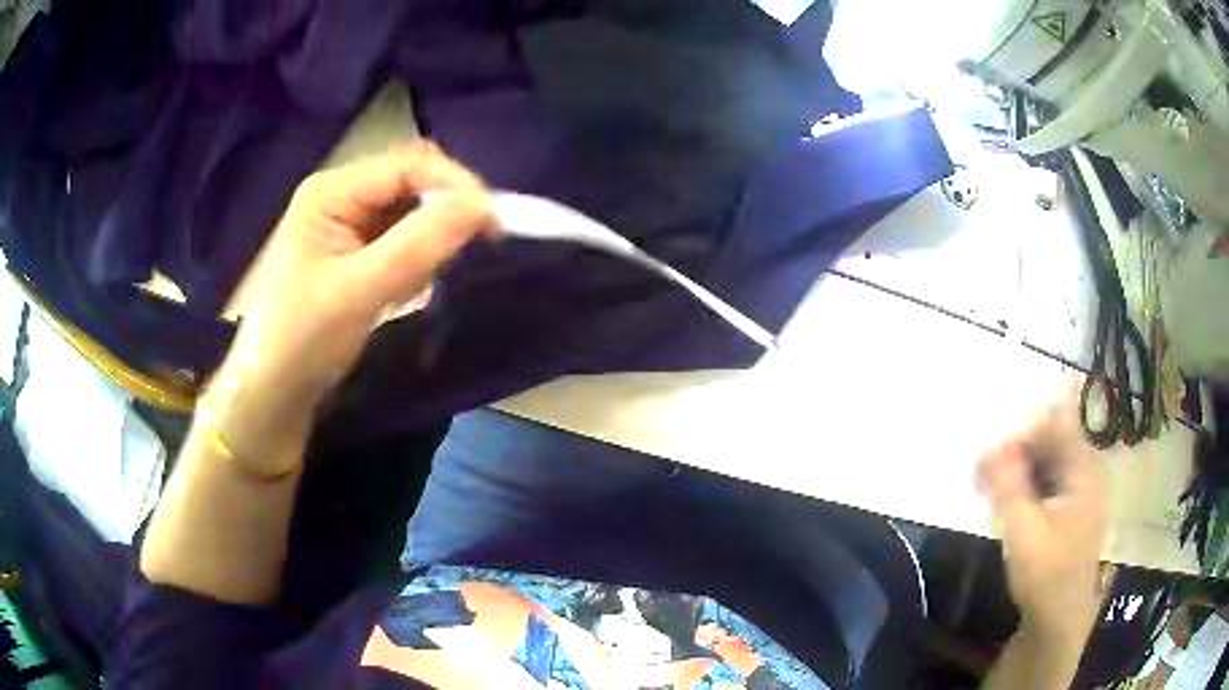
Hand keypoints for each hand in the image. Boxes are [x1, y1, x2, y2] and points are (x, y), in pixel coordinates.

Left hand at [204, 142, 493, 463]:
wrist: (271, 393)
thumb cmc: (302, 340)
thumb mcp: (359, 291)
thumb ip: (419, 244)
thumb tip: (484, 206)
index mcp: (332, 191)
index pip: (409, 166)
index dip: (455, 185)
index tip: (494, 223)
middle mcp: (341, 196)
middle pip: (412, 182)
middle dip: (445, 212)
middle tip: (477, 247)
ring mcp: (348, 224)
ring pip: (411, 212)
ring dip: (431, 240)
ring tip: (422, 281)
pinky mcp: (355, 251)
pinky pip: (402, 240)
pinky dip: (417, 260)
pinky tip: (405, 291)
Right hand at [977, 394, 1105, 645]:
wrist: (1059, 620)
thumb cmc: (1046, 578)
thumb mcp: (1024, 536)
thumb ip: (1009, 490)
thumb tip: (988, 447)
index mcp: (1083, 472)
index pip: (1055, 426)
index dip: (1023, 433)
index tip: (992, 457)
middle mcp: (1085, 471)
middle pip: (1050, 440)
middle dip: (1016, 450)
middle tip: (982, 473)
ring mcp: (1079, 488)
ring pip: (1046, 459)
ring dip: (1017, 466)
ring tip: (987, 486)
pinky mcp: (1069, 505)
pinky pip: (1046, 479)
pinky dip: (1025, 483)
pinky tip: (1004, 500)